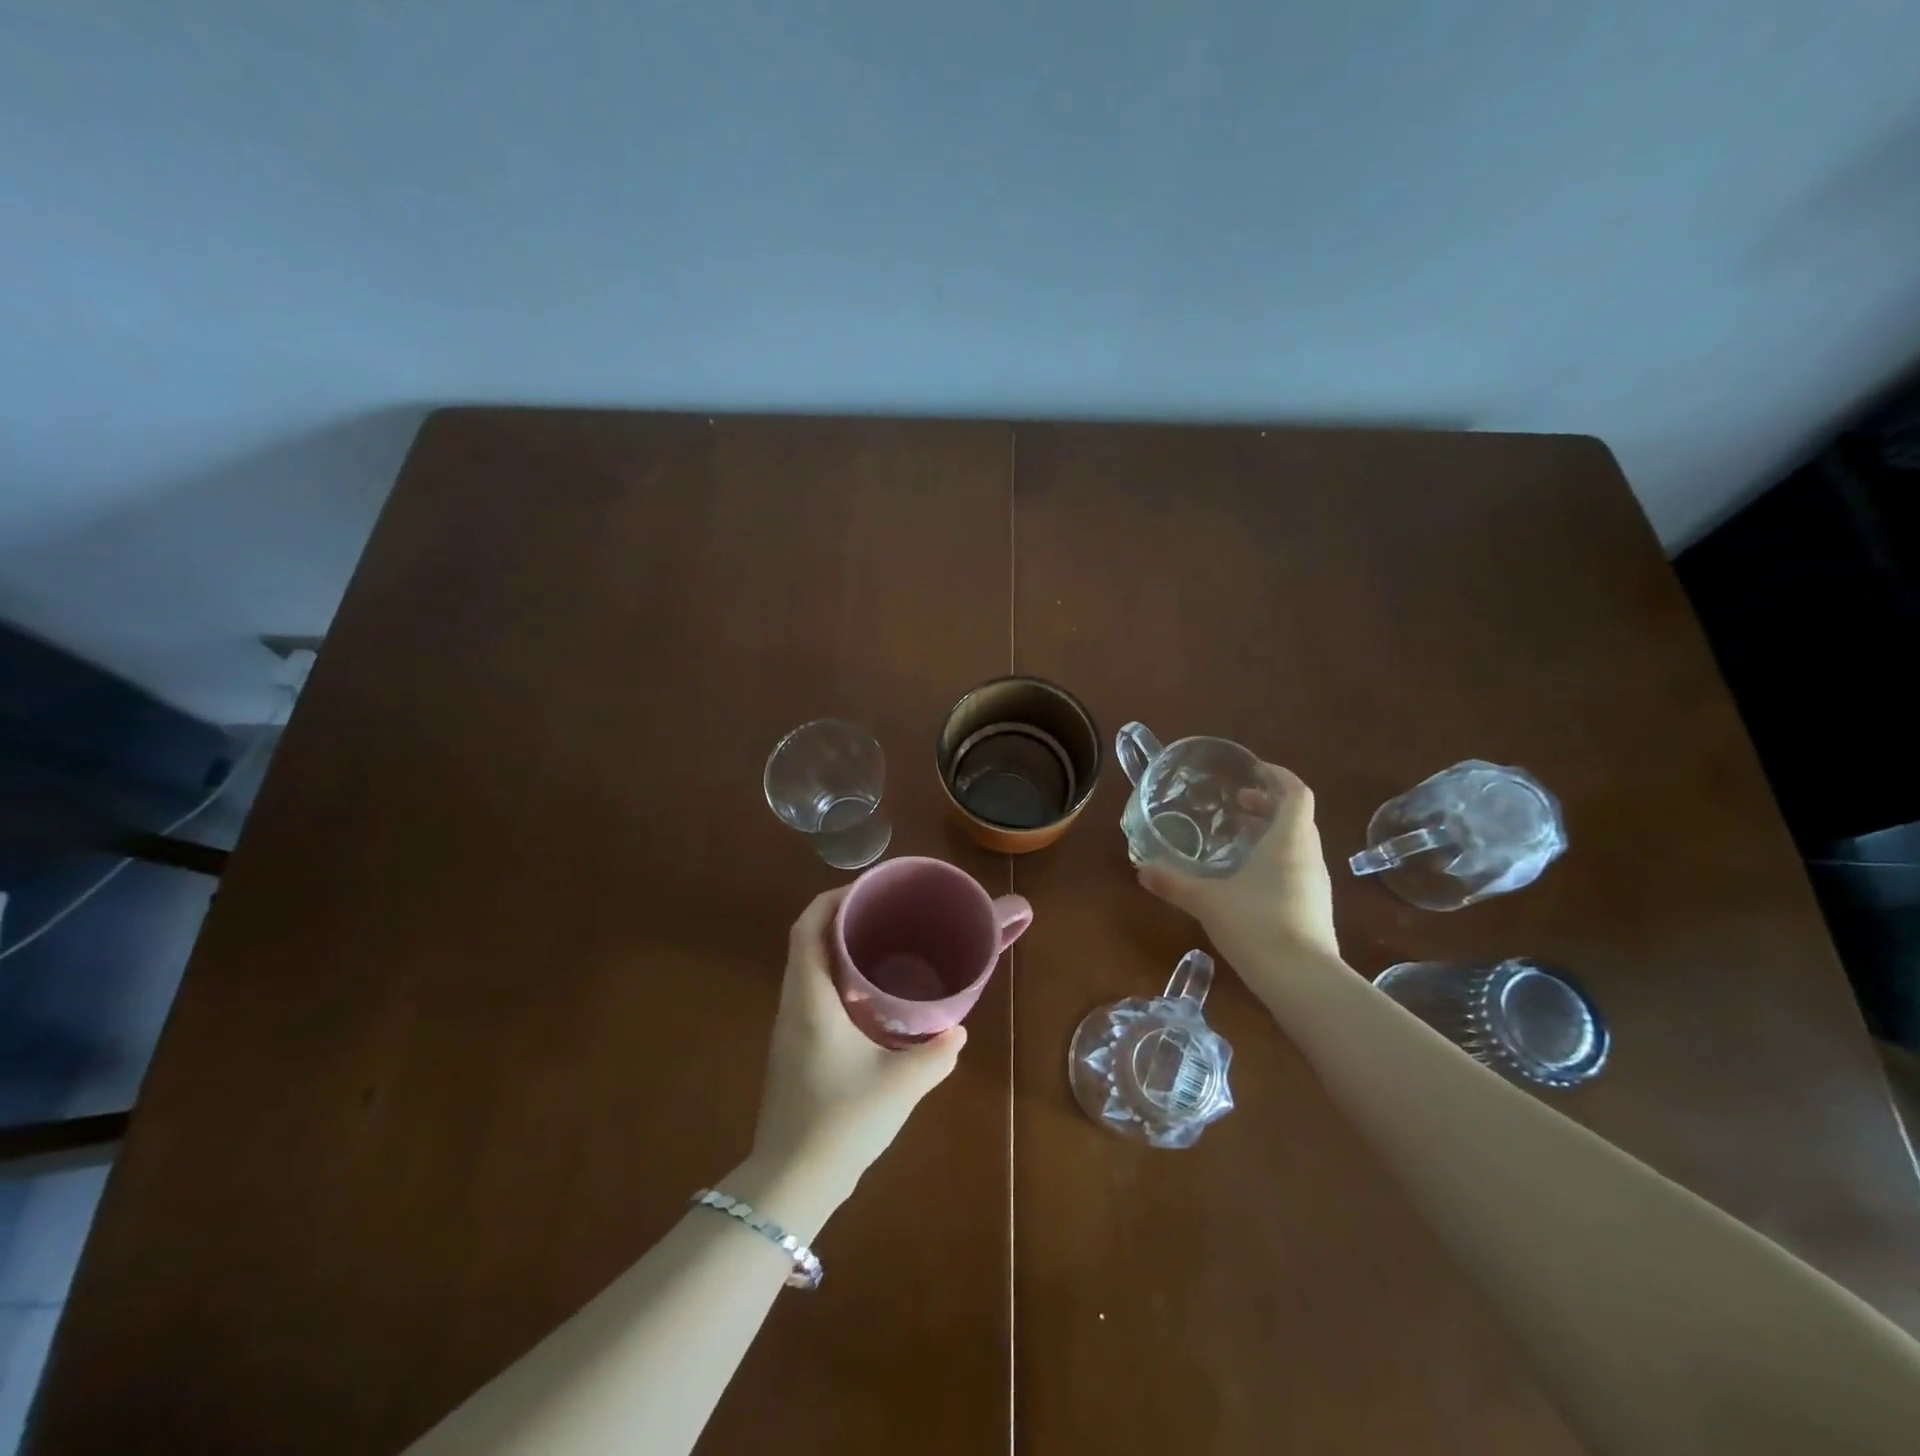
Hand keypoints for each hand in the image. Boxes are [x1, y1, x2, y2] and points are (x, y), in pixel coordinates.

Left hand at [746, 887, 966, 1208]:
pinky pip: (809, 994)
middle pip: (804, 942)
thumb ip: (935, 1054)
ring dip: (833, 948)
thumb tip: (957, 1030)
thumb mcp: (900, 1085)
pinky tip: (865, 997)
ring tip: (877, 944)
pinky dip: (832, 978)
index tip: (866, 890)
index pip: (806, 929)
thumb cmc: (842, 1121)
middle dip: (837, 918)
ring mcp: (787, 1030)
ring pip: (805, 969)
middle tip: (881, 913)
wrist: (791, 1183)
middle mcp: (792, 1006)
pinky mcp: (791, 1051)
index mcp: (810, 1000)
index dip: (831, 900)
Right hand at [1137, 763, 1341, 977]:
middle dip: (1269, 805)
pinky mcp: (1316, 908)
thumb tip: (1142, 870)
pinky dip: (1276, 861)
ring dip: (1272, 834)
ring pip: (1298, 844)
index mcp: (1289, 839)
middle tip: (1236, 806)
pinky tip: (1248, 880)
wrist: (1302, 980)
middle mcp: (1309, 855)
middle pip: (1297, 817)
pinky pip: (1298, 869)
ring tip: (1238, 841)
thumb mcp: (1207, 900)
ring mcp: (1316, 884)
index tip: (1253, 771)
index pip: (1296, 792)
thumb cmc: (1256, 923)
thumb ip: (1173, 882)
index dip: (1278, 776)